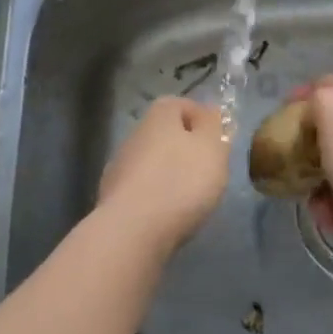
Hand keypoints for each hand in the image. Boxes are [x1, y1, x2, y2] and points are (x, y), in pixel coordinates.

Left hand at [97, 97, 228, 253]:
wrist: (133, 229)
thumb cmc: (182, 182)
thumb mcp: (212, 149)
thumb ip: (214, 126)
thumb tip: (210, 111)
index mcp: (159, 116)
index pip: (182, 104)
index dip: (203, 119)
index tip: (219, 140)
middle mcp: (135, 134)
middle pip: (166, 134)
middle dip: (186, 148)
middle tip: (209, 170)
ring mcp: (120, 166)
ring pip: (153, 162)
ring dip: (170, 173)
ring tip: (191, 196)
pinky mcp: (113, 196)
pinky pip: (142, 188)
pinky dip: (156, 195)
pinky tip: (168, 212)